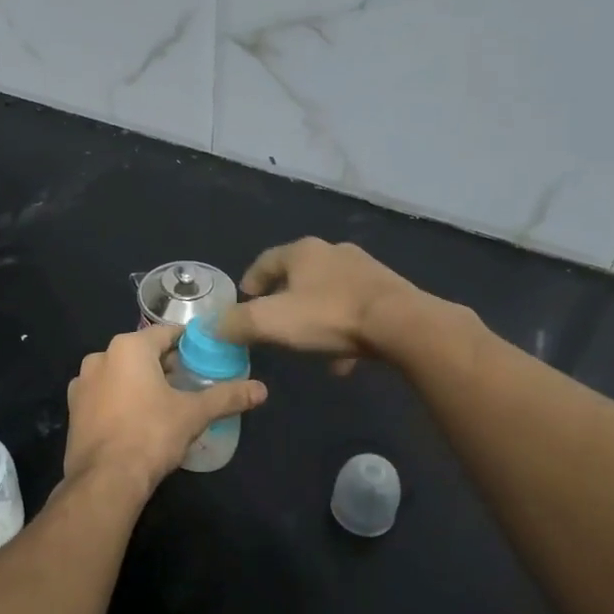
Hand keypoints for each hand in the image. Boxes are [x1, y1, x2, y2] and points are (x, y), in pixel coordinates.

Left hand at [63, 323, 267, 493]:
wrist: (104, 480)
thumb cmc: (151, 435)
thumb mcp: (194, 414)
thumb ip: (227, 397)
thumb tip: (262, 390)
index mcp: (128, 347)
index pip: (166, 334)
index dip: (188, 344)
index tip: (205, 357)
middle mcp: (100, 357)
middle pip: (142, 353)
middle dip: (165, 365)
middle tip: (190, 383)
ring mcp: (81, 384)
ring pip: (120, 374)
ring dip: (141, 382)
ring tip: (165, 404)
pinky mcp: (73, 410)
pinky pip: (104, 395)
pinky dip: (121, 400)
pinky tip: (137, 421)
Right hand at [215, 238, 430, 374]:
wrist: (401, 324)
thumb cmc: (328, 316)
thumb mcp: (271, 322)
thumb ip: (236, 324)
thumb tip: (212, 327)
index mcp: (303, 252)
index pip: (265, 261)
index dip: (250, 281)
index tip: (243, 302)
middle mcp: (333, 253)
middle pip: (299, 275)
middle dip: (284, 299)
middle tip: (272, 322)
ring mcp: (365, 271)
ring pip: (329, 294)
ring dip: (315, 317)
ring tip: (306, 345)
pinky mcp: (388, 293)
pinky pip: (355, 312)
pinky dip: (343, 332)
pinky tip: (341, 362)